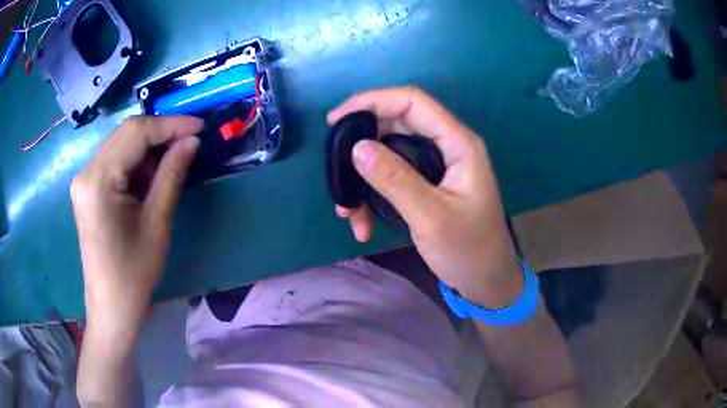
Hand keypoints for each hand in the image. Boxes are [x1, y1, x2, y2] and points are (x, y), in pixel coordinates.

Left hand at [71, 116, 202, 331]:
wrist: (110, 305)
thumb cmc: (133, 273)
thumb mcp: (156, 223)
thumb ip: (171, 175)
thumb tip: (191, 141)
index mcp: (99, 180)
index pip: (136, 132)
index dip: (170, 124)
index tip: (200, 126)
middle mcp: (86, 171)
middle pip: (126, 132)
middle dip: (161, 131)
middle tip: (190, 139)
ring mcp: (84, 179)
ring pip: (121, 143)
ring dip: (149, 145)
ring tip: (174, 156)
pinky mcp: (88, 188)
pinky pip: (115, 160)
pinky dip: (137, 159)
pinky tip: (152, 171)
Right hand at [328, 87, 522, 307]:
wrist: (485, 280)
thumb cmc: (468, 250)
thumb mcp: (431, 217)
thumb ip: (396, 180)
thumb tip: (357, 147)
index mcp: (458, 144)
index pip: (413, 102)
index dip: (373, 101)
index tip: (336, 119)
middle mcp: (448, 146)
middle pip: (397, 123)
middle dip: (362, 142)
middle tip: (334, 164)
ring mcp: (437, 165)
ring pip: (391, 151)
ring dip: (365, 175)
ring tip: (347, 209)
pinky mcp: (428, 183)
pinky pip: (394, 175)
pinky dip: (374, 194)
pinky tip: (363, 223)